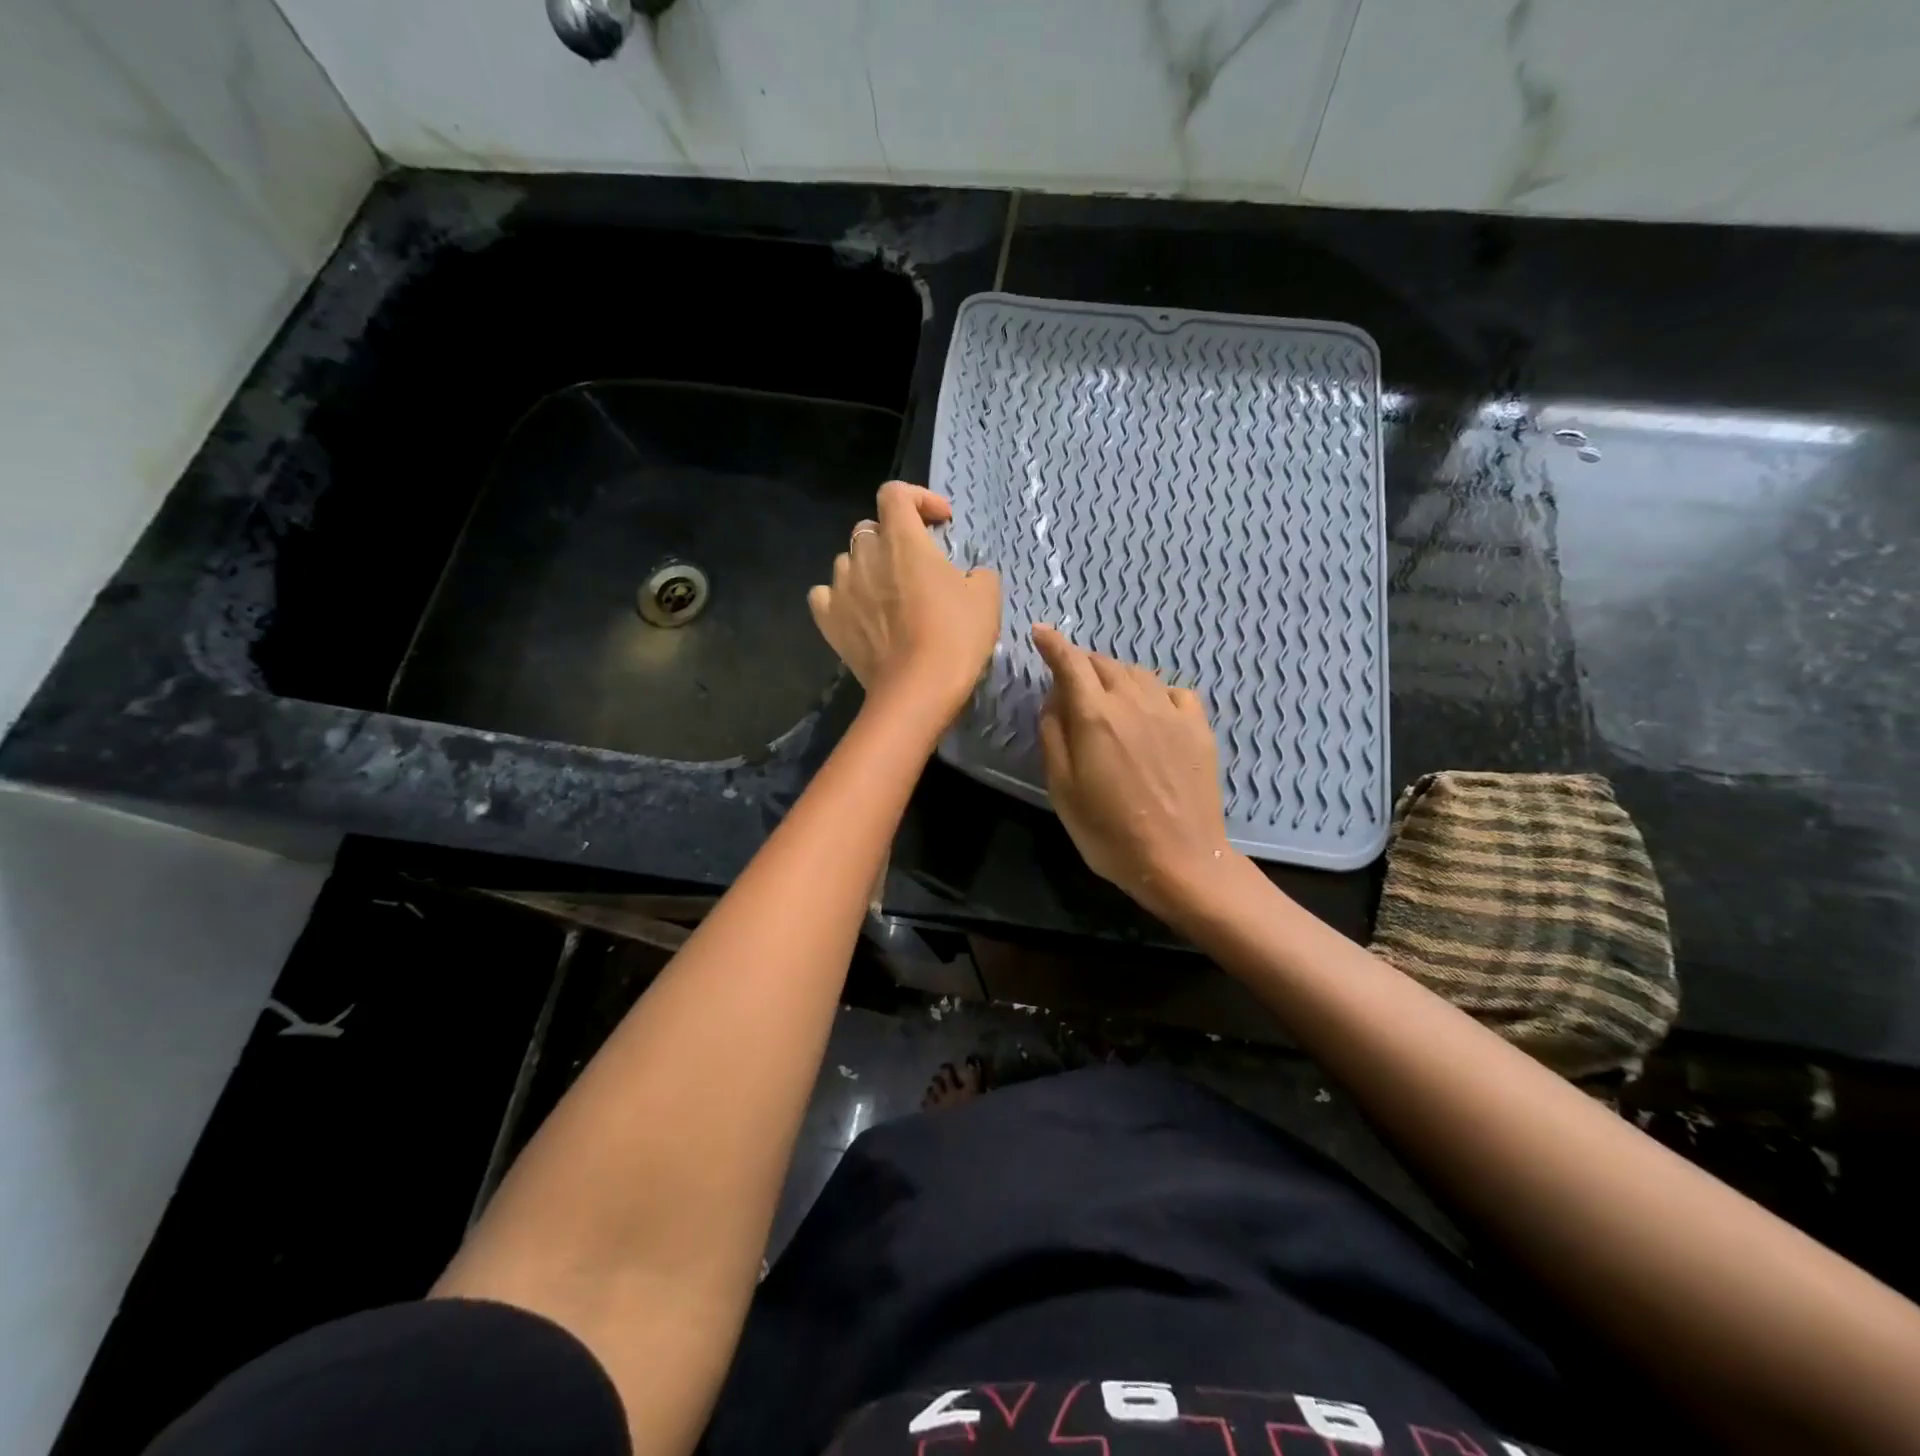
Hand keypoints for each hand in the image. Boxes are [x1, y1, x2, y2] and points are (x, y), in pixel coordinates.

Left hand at [808, 482, 1000, 725]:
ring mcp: (841, 587)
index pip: (895, 493)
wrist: (917, 690)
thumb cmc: (955, 637)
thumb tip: (969, 574)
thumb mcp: (987, 597)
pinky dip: (841, 597)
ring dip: (868, 568)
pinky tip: (858, 611)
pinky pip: (826, 594)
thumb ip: (978, 572)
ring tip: (888, 592)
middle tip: (917, 564)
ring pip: (848, 561)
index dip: (919, 498)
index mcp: (902, 539)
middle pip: (871, 528)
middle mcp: (864, 554)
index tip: (940, 522)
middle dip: (894, 538)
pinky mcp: (828, 619)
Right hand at [1033, 624, 1232, 918]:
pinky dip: (1154, 692)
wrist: (1180, 860)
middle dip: (1082, 664)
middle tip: (1070, 681)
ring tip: (1107, 696)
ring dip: (1116, 676)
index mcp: (1095, 715)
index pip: (1070, 663)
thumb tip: (1055, 700)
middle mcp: (1133, 701)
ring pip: (1138, 674)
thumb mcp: (1062, 789)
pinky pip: (1173, 692)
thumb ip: (1054, 736)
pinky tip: (1151, 711)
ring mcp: (1171, 712)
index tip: (1040, 632)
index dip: (1053, 644)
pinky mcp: (1199, 728)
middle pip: (1104, 663)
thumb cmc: (1108, 832)